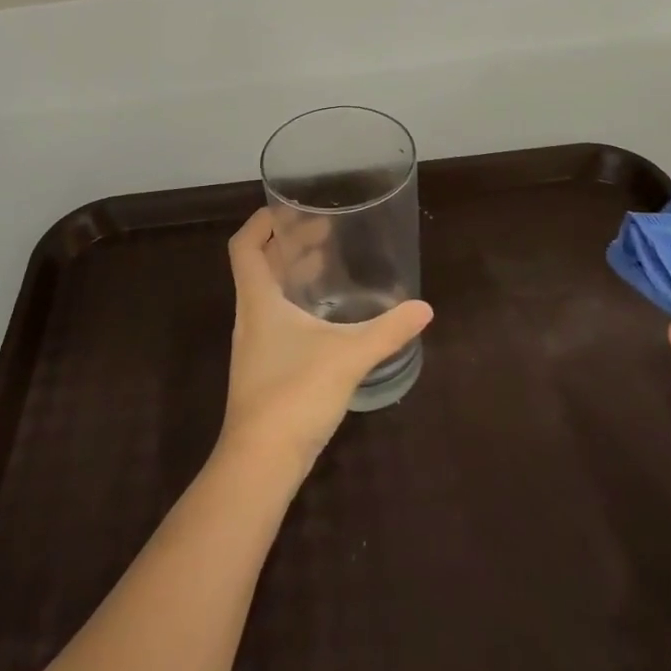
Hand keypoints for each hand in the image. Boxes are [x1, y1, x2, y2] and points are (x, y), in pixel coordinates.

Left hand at [219, 208, 433, 477]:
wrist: (261, 463)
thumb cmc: (295, 393)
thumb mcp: (348, 355)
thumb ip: (387, 330)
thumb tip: (424, 309)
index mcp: (258, 299)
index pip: (245, 245)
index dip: (262, 221)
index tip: (292, 208)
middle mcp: (250, 316)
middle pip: (259, 265)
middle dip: (287, 243)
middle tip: (324, 231)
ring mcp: (254, 344)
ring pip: (267, 293)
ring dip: (292, 273)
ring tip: (326, 264)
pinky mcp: (264, 369)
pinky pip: (276, 319)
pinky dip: (296, 304)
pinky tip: (326, 316)